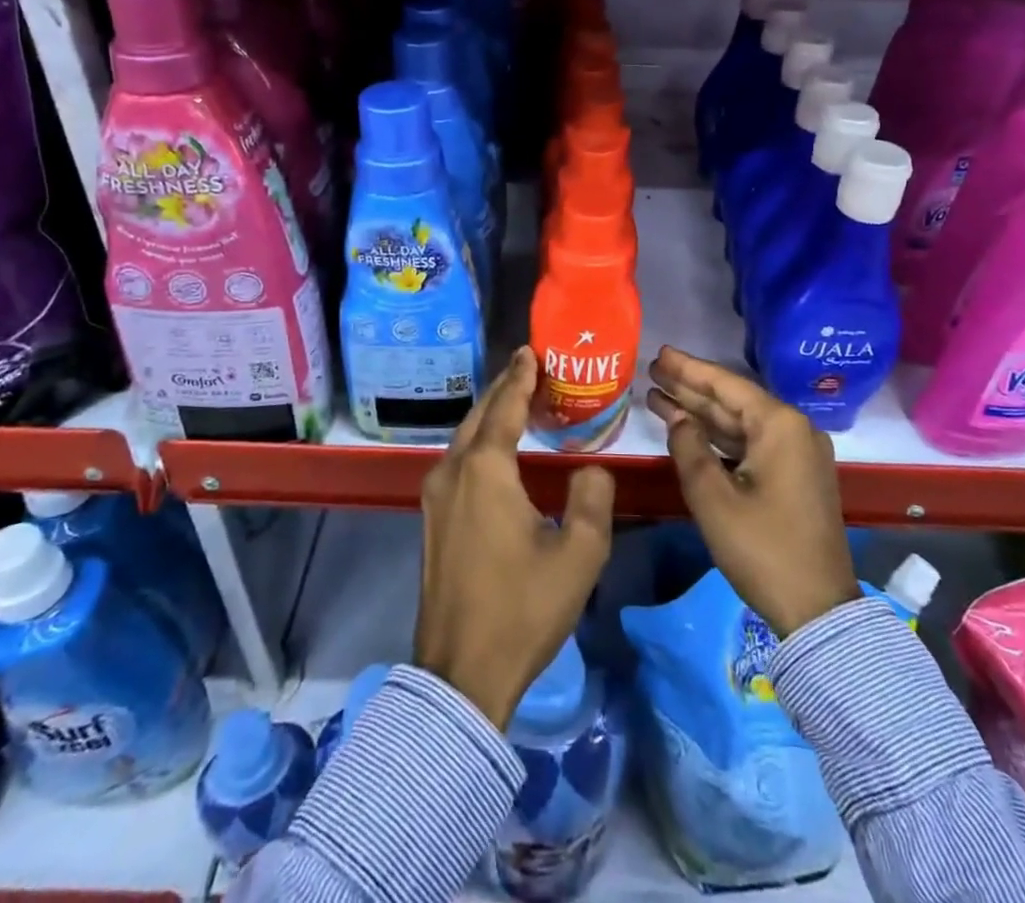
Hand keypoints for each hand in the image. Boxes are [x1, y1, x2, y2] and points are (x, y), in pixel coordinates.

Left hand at [415, 347, 615, 728]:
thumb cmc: (522, 609)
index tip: (531, 350)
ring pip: (464, 438)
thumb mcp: (578, 554)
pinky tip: (497, 452)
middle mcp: (452, 472)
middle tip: (530, 370)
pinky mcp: (431, 521)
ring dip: (490, 415)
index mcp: (485, 470)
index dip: (520, 376)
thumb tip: (591, 468)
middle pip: (479, 415)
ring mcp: (435, 497)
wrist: (461, 674)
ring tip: (518, 403)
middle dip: (503, 389)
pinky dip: (479, 442)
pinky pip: (457, 462)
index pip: (505, 406)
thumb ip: (593, 498)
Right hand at [647, 346, 858, 638]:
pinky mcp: (795, 476)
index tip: (660, 354)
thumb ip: (689, 449)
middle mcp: (794, 430)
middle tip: (653, 369)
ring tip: (659, 395)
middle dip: (691, 387)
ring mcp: (798, 454)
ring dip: (701, 412)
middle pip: (733, 400)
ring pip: (741, 423)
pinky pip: (751, 443)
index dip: (689, 369)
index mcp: (780, 426)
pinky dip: (719, 437)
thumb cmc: (763, 549)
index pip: (726, 385)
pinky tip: (689, 430)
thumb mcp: (714, 499)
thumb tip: (678, 418)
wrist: (818, 610)